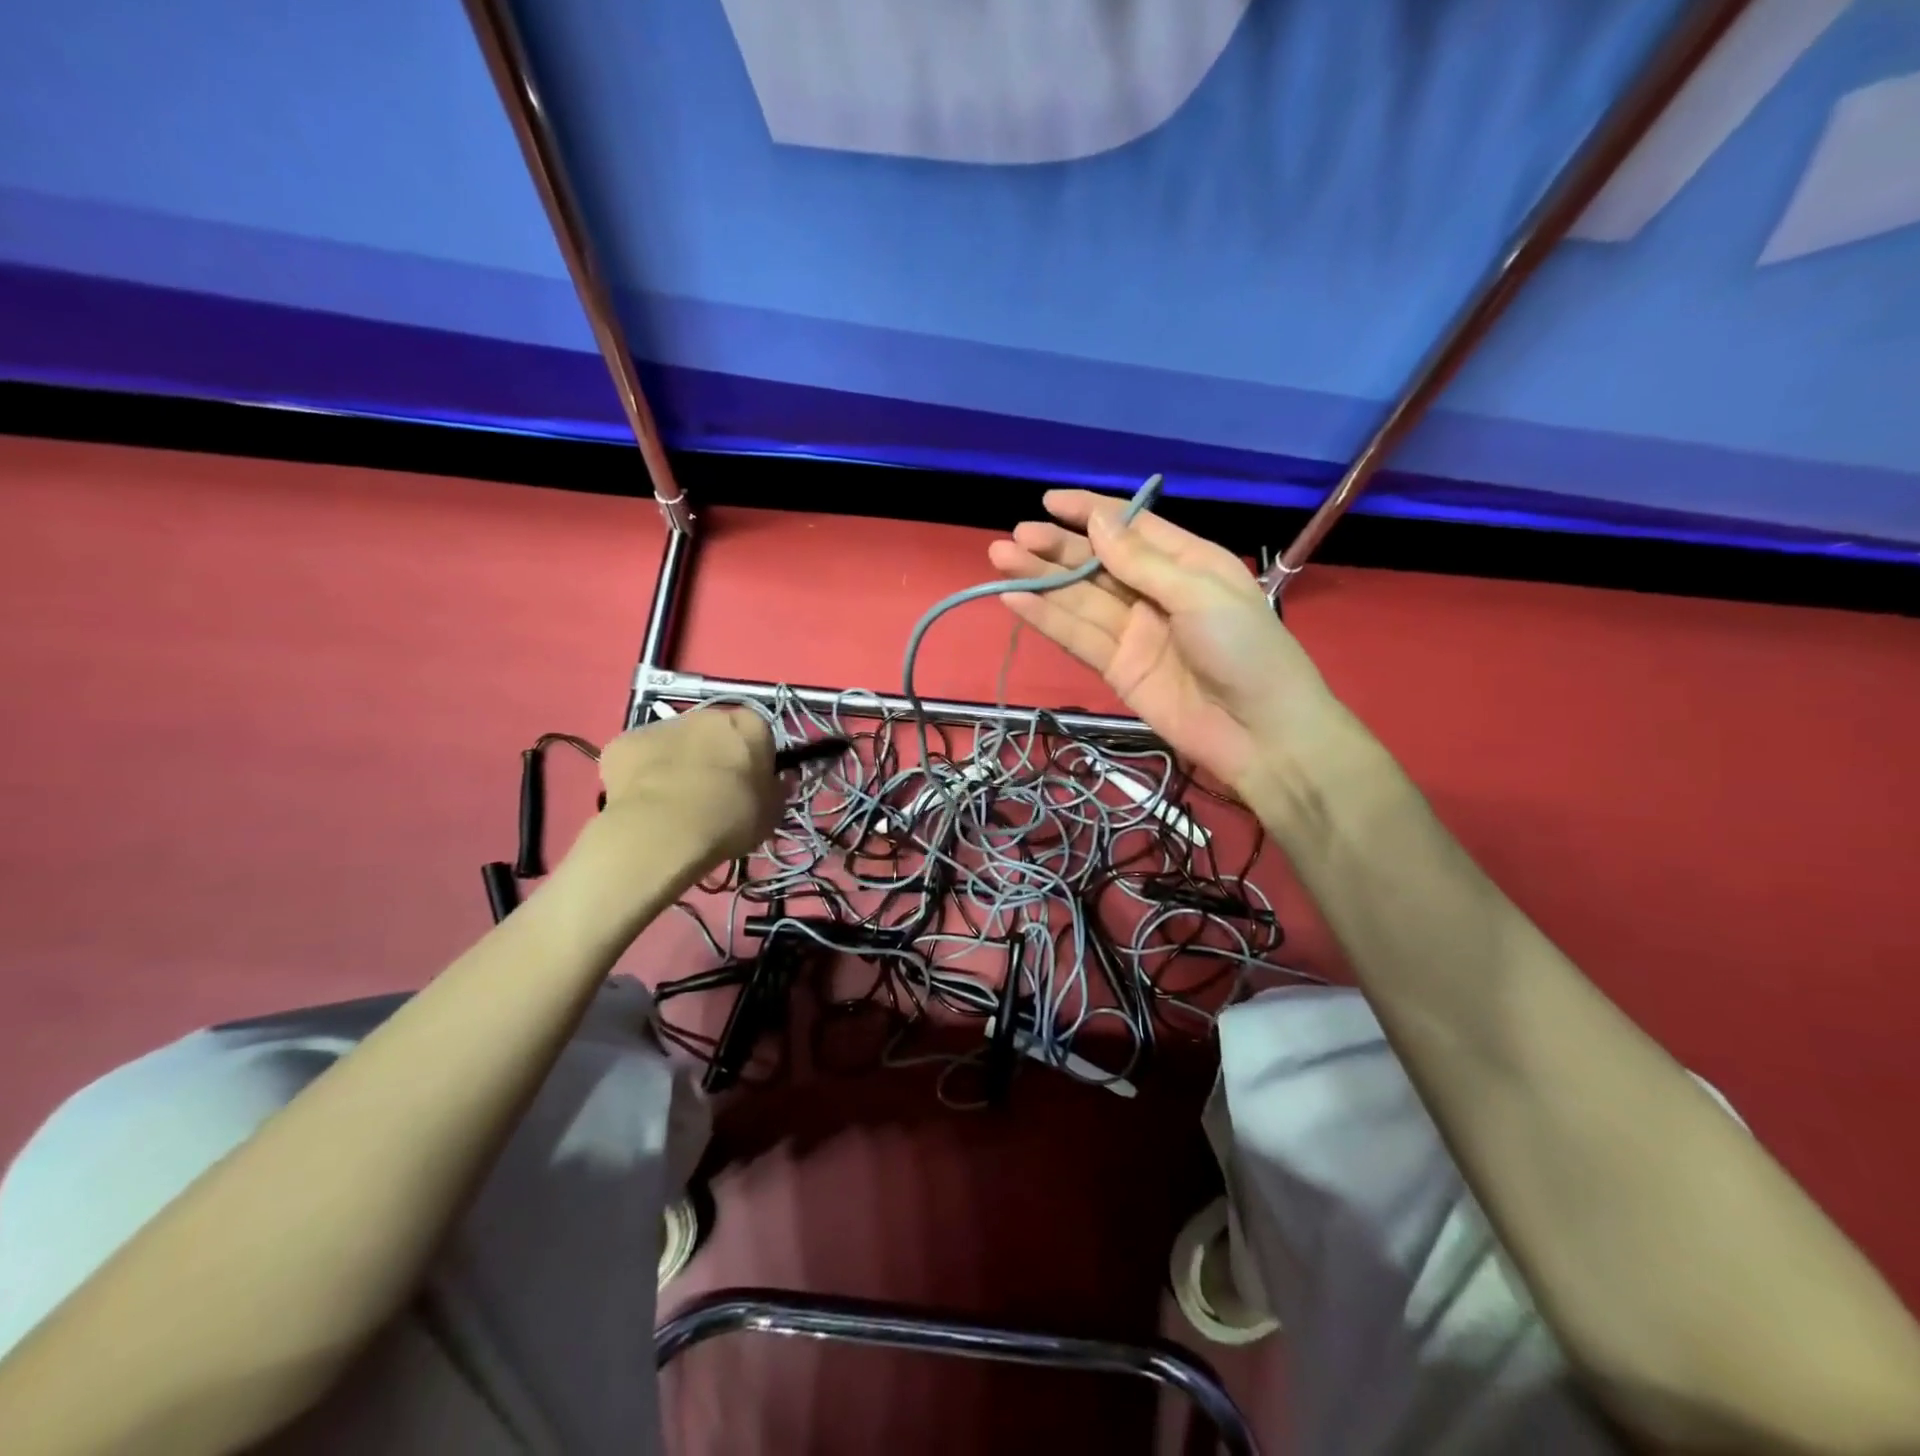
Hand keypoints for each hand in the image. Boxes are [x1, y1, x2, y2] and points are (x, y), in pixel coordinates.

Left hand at [592, 708, 782, 868]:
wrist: (663, 831)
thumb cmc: (729, 818)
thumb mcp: (772, 813)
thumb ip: (776, 791)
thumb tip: (779, 781)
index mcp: (749, 725)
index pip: (760, 734)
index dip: (755, 760)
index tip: (751, 786)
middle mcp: (707, 714)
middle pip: (715, 733)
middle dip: (714, 756)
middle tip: (713, 795)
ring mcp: (662, 725)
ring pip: (676, 742)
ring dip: (678, 762)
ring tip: (674, 803)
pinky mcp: (624, 741)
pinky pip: (640, 757)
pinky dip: (643, 774)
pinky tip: (644, 802)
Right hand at [988, 490, 1337, 798]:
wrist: (1261, 733)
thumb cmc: (1245, 649)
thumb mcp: (1199, 593)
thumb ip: (1142, 562)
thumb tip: (1098, 520)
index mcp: (1187, 563)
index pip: (1131, 528)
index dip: (1090, 512)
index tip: (1049, 501)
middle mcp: (1156, 592)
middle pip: (1098, 564)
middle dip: (1056, 548)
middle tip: (1013, 537)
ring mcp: (1134, 632)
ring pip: (1080, 599)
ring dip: (1041, 580)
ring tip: (1000, 558)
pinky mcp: (1118, 669)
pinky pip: (1078, 638)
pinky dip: (1047, 619)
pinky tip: (1015, 600)